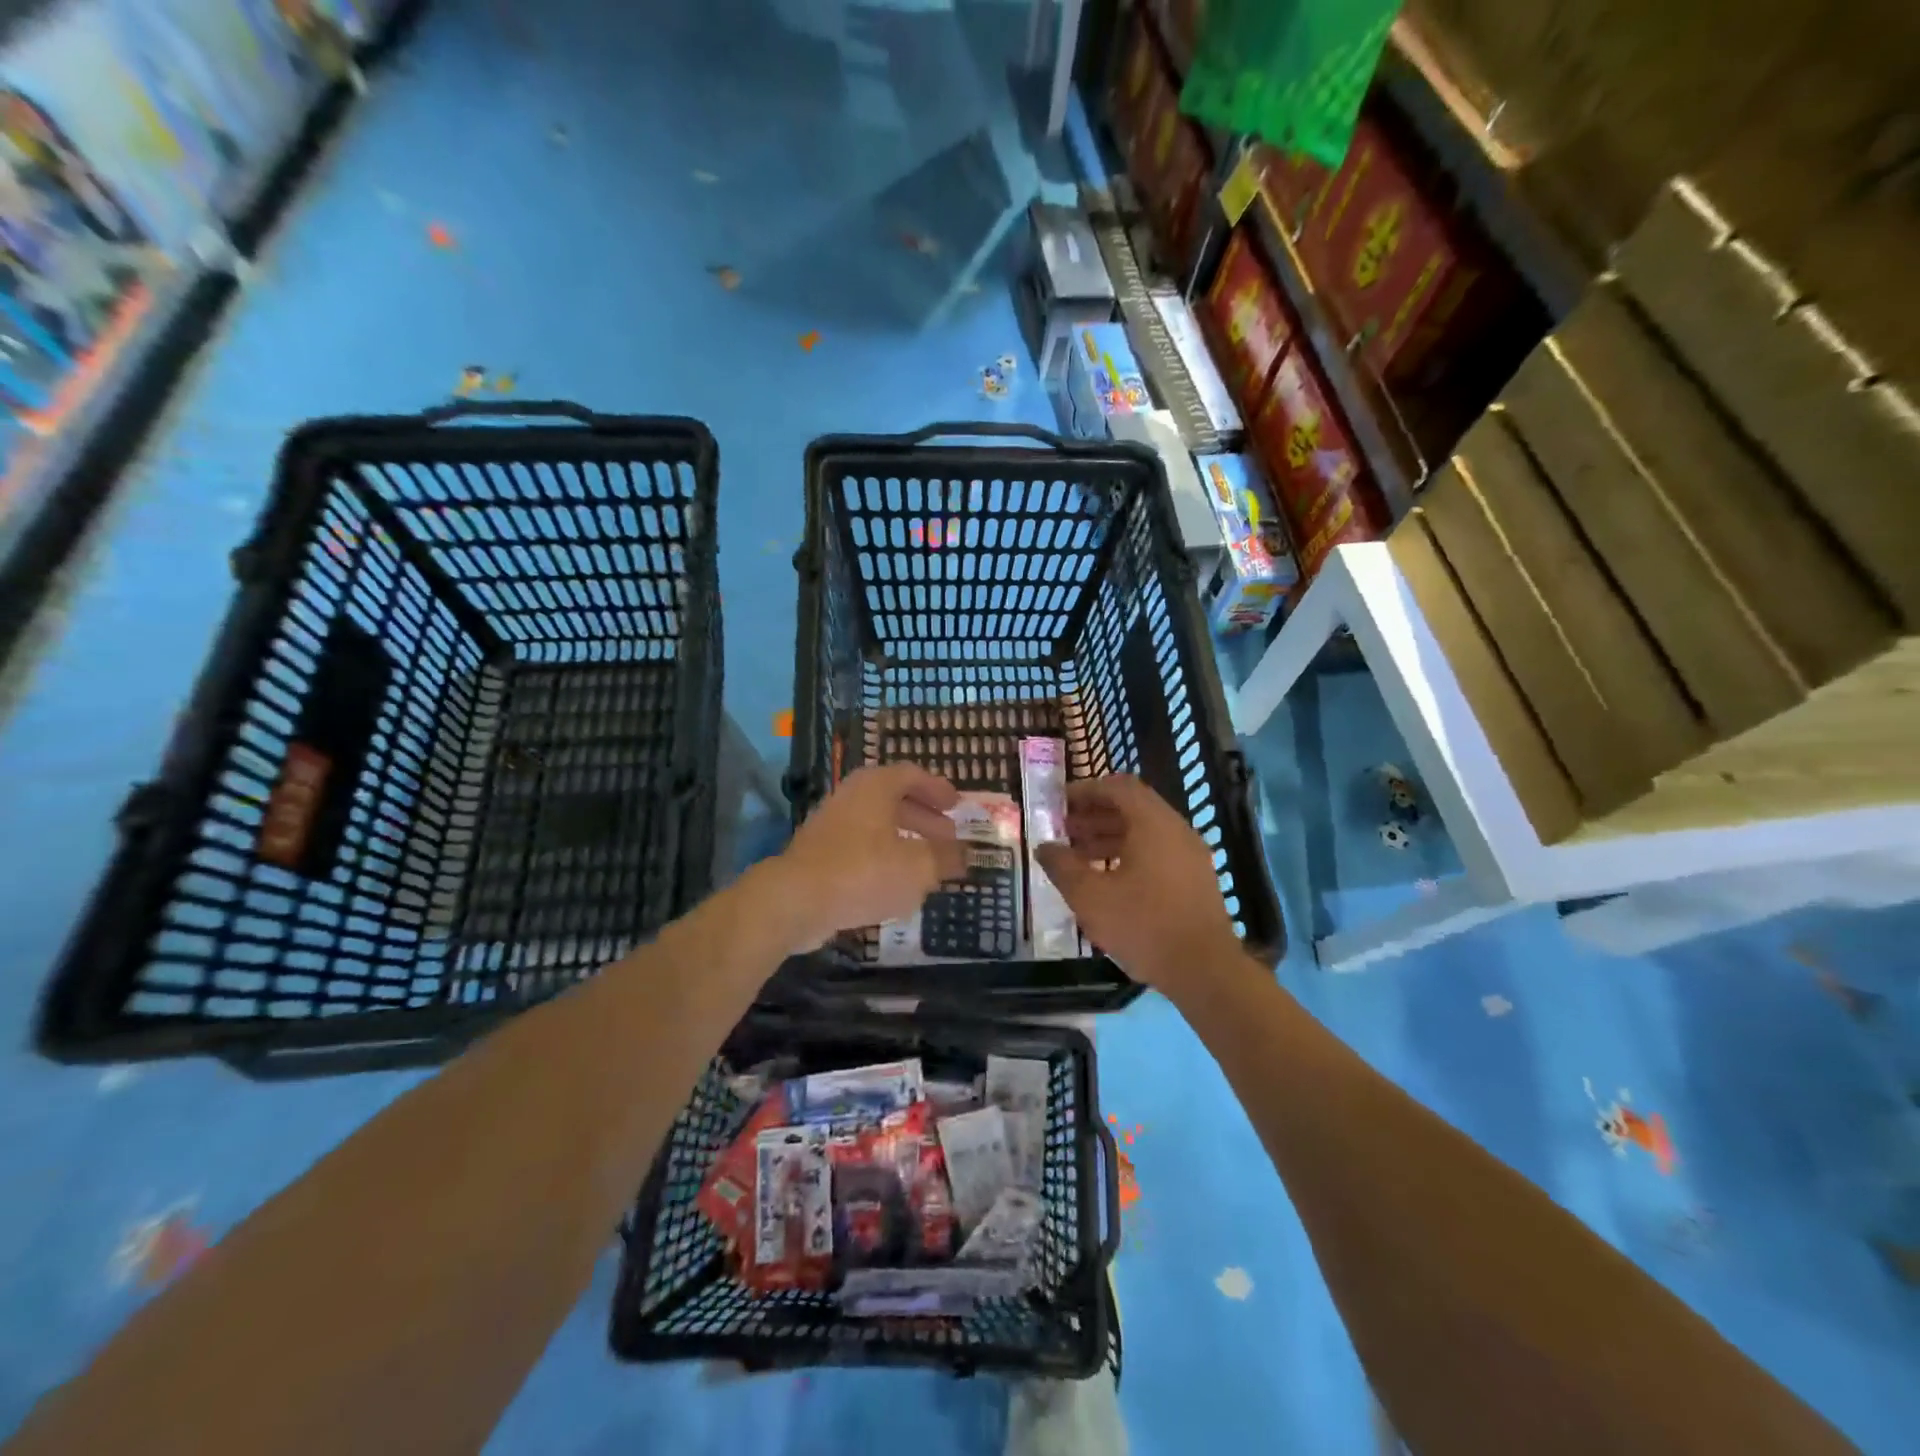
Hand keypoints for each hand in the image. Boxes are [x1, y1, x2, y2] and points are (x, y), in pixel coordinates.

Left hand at [769, 763, 966, 950]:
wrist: (795, 900)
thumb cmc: (863, 872)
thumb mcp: (918, 867)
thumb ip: (945, 858)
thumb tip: (964, 855)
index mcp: (876, 786)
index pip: (912, 775)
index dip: (937, 789)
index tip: (956, 805)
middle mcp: (852, 796)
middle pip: (895, 800)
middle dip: (924, 818)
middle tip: (948, 837)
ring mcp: (831, 825)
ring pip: (877, 825)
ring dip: (905, 840)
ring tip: (927, 864)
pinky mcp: (819, 853)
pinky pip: (860, 848)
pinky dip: (883, 858)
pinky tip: (896, 884)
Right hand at [1035, 774, 1241, 991]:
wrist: (1204, 970)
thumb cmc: (1143, 925)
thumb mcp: (1090, 896)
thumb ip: (1062, 866)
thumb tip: (1044, 848)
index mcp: (1153, 823)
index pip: (1118, 786)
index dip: (1086, 790)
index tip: (1059, 803)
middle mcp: (1176, 830)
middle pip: (1132, 808)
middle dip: (1094, 815)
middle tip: (1063, 831)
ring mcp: (1190, 855)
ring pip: (1144, 833)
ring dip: (1109, 837)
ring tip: (1077, 858)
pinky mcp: (1195, 880)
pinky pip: (1157, 853)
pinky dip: (1128, 855)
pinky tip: (1106, 881)